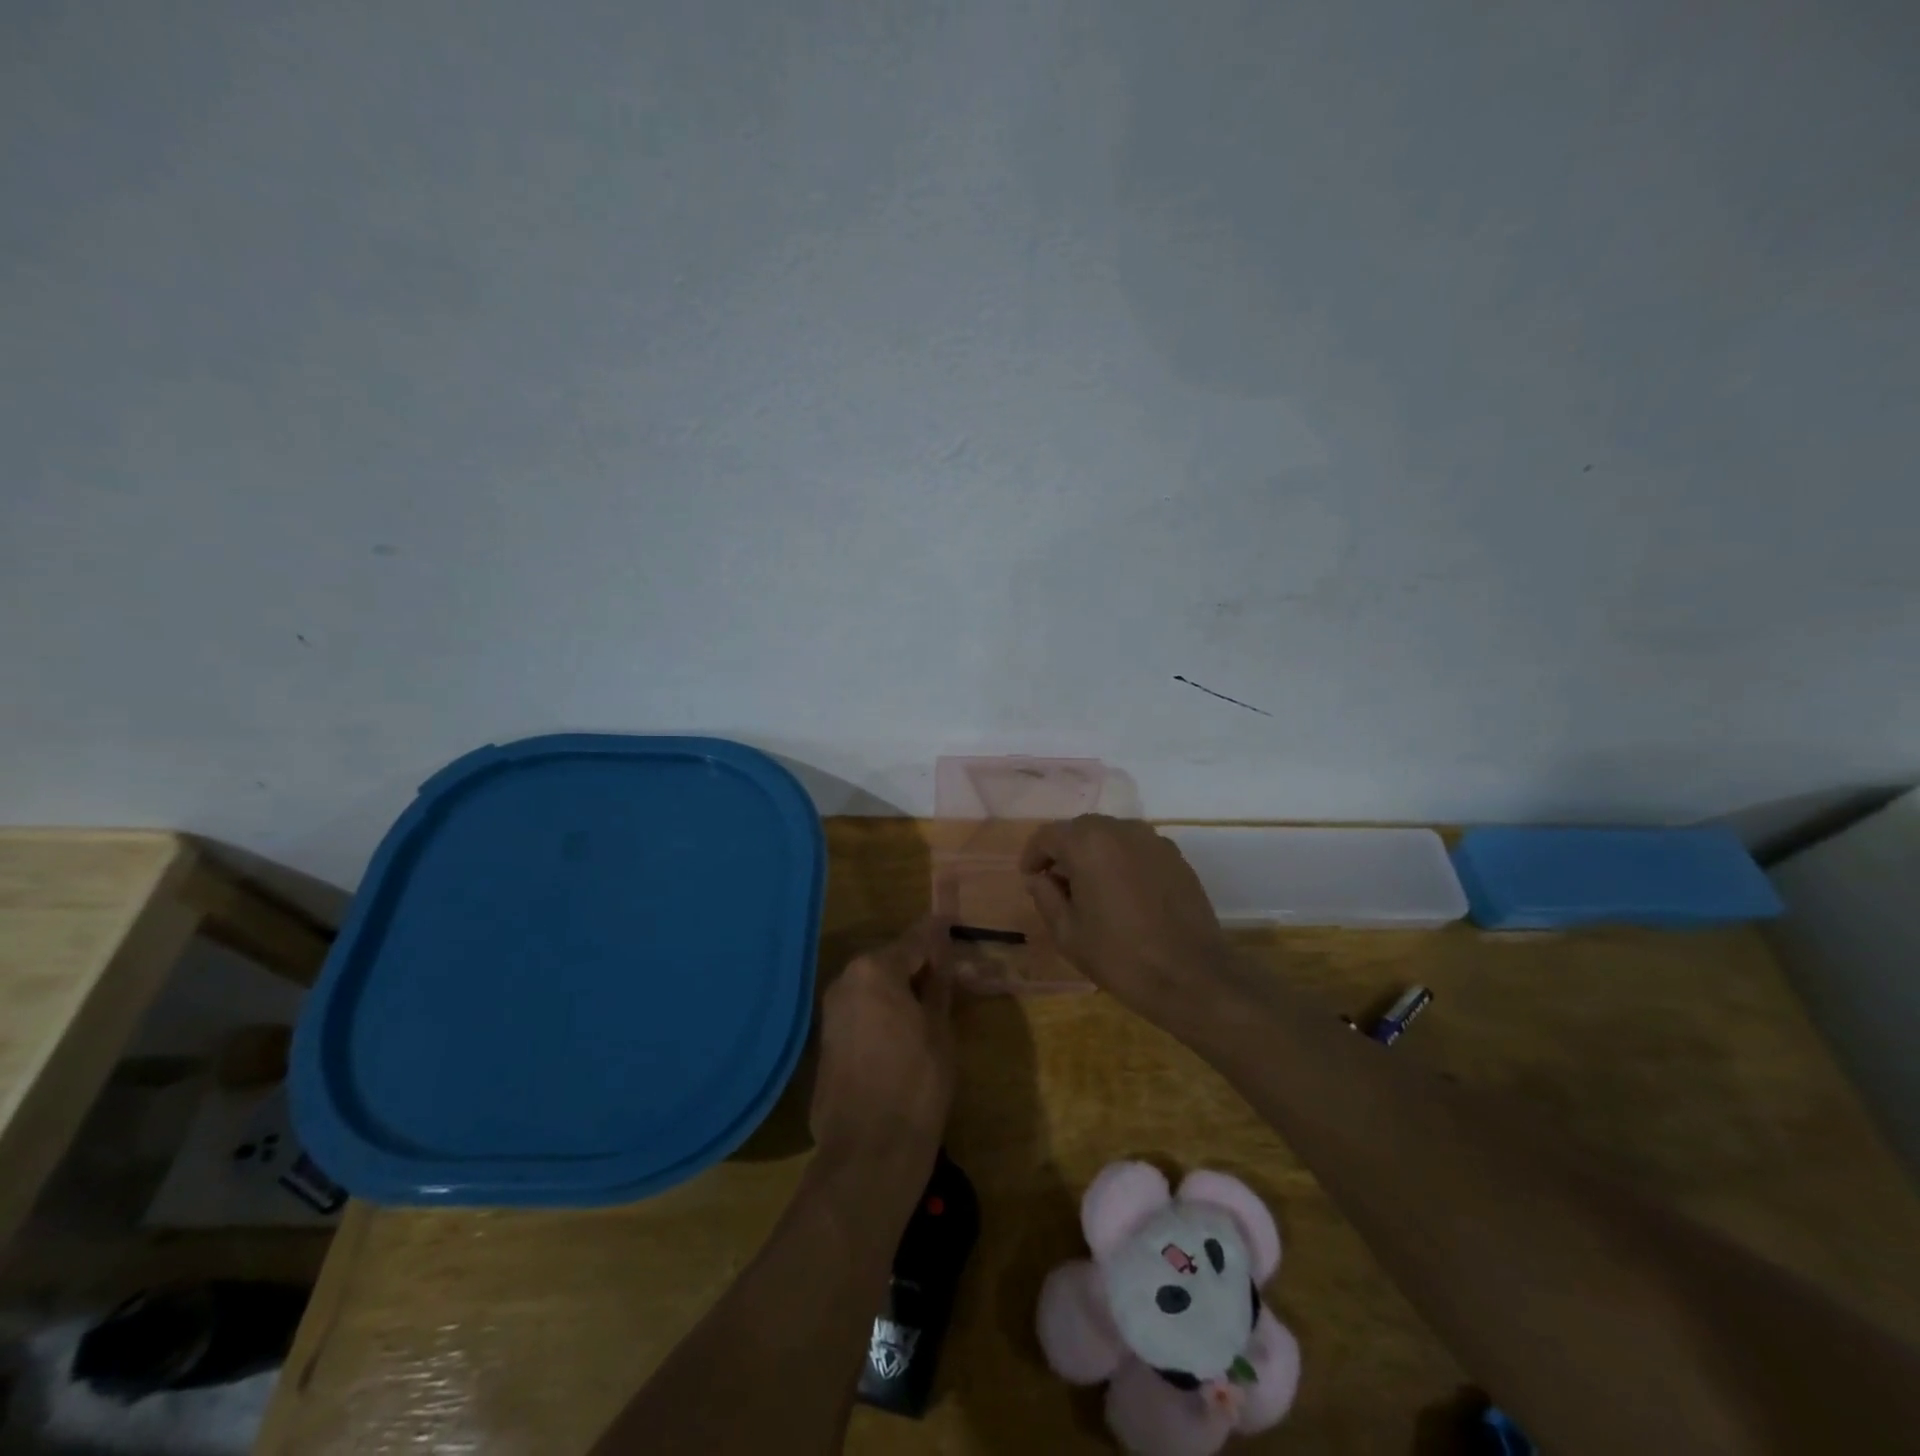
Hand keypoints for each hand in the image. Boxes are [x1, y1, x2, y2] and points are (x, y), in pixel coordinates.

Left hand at [809, 919, 956, 1178]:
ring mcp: (831, 1011)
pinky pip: (861, 1010)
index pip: (915, 940)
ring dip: (900, 988)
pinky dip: (882, 1011)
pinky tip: (904, 1030)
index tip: (953, 924)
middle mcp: (845, 980)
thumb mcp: (939, 1028)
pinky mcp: (826, 1040)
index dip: (938, 934)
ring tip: (931, 1004)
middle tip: (949, 975)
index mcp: (874, 969)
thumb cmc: (916, 1082)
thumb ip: (939, 983)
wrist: (869, 1150)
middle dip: (918, 964)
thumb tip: (941, 954)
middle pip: (890, 960)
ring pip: (874, 986)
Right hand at [1020, 815, 1236, 1023]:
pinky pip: (1137, 849)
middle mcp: (1121, 830)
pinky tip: (1124, 893)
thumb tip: (1038, 878)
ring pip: (1111, 836)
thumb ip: (1045, 896)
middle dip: (1064, 852)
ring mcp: (1154, 841)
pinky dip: (1122, 861)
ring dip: (1094, 854)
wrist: (1191, 977)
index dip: (1033, 855)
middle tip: (1058, 885)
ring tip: (1091, 889)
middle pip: (1081, 830)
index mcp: (1088, 843)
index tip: (1029, 878)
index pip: (1048, 835)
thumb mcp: (1067, 933)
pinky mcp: (1176, 857)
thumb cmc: (1119, 956)